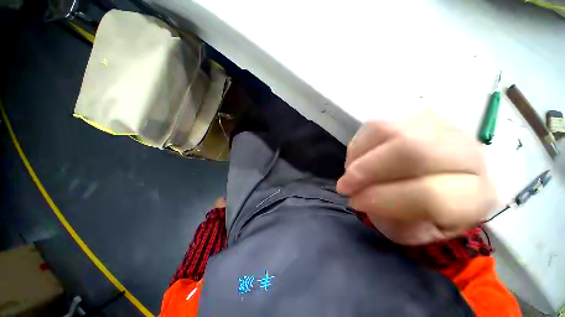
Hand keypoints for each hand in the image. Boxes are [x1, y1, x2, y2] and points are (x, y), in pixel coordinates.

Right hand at [336, 112, 496, 244]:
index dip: (383, 199)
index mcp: (475, 196)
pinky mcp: (416, 114)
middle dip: (365, 170)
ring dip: (358, 156)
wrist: (445, 177)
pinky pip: (377, 124)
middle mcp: (468, 153)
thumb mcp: (412, 230)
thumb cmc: (427, 210)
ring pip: (389, 131)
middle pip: (411, 151)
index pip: (431, 196)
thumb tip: (360, 197)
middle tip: (344, 185)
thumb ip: (389, 220)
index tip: (355, 202)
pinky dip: (359, 144)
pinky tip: (357, 158)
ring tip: (350, 172)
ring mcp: (442, 126)